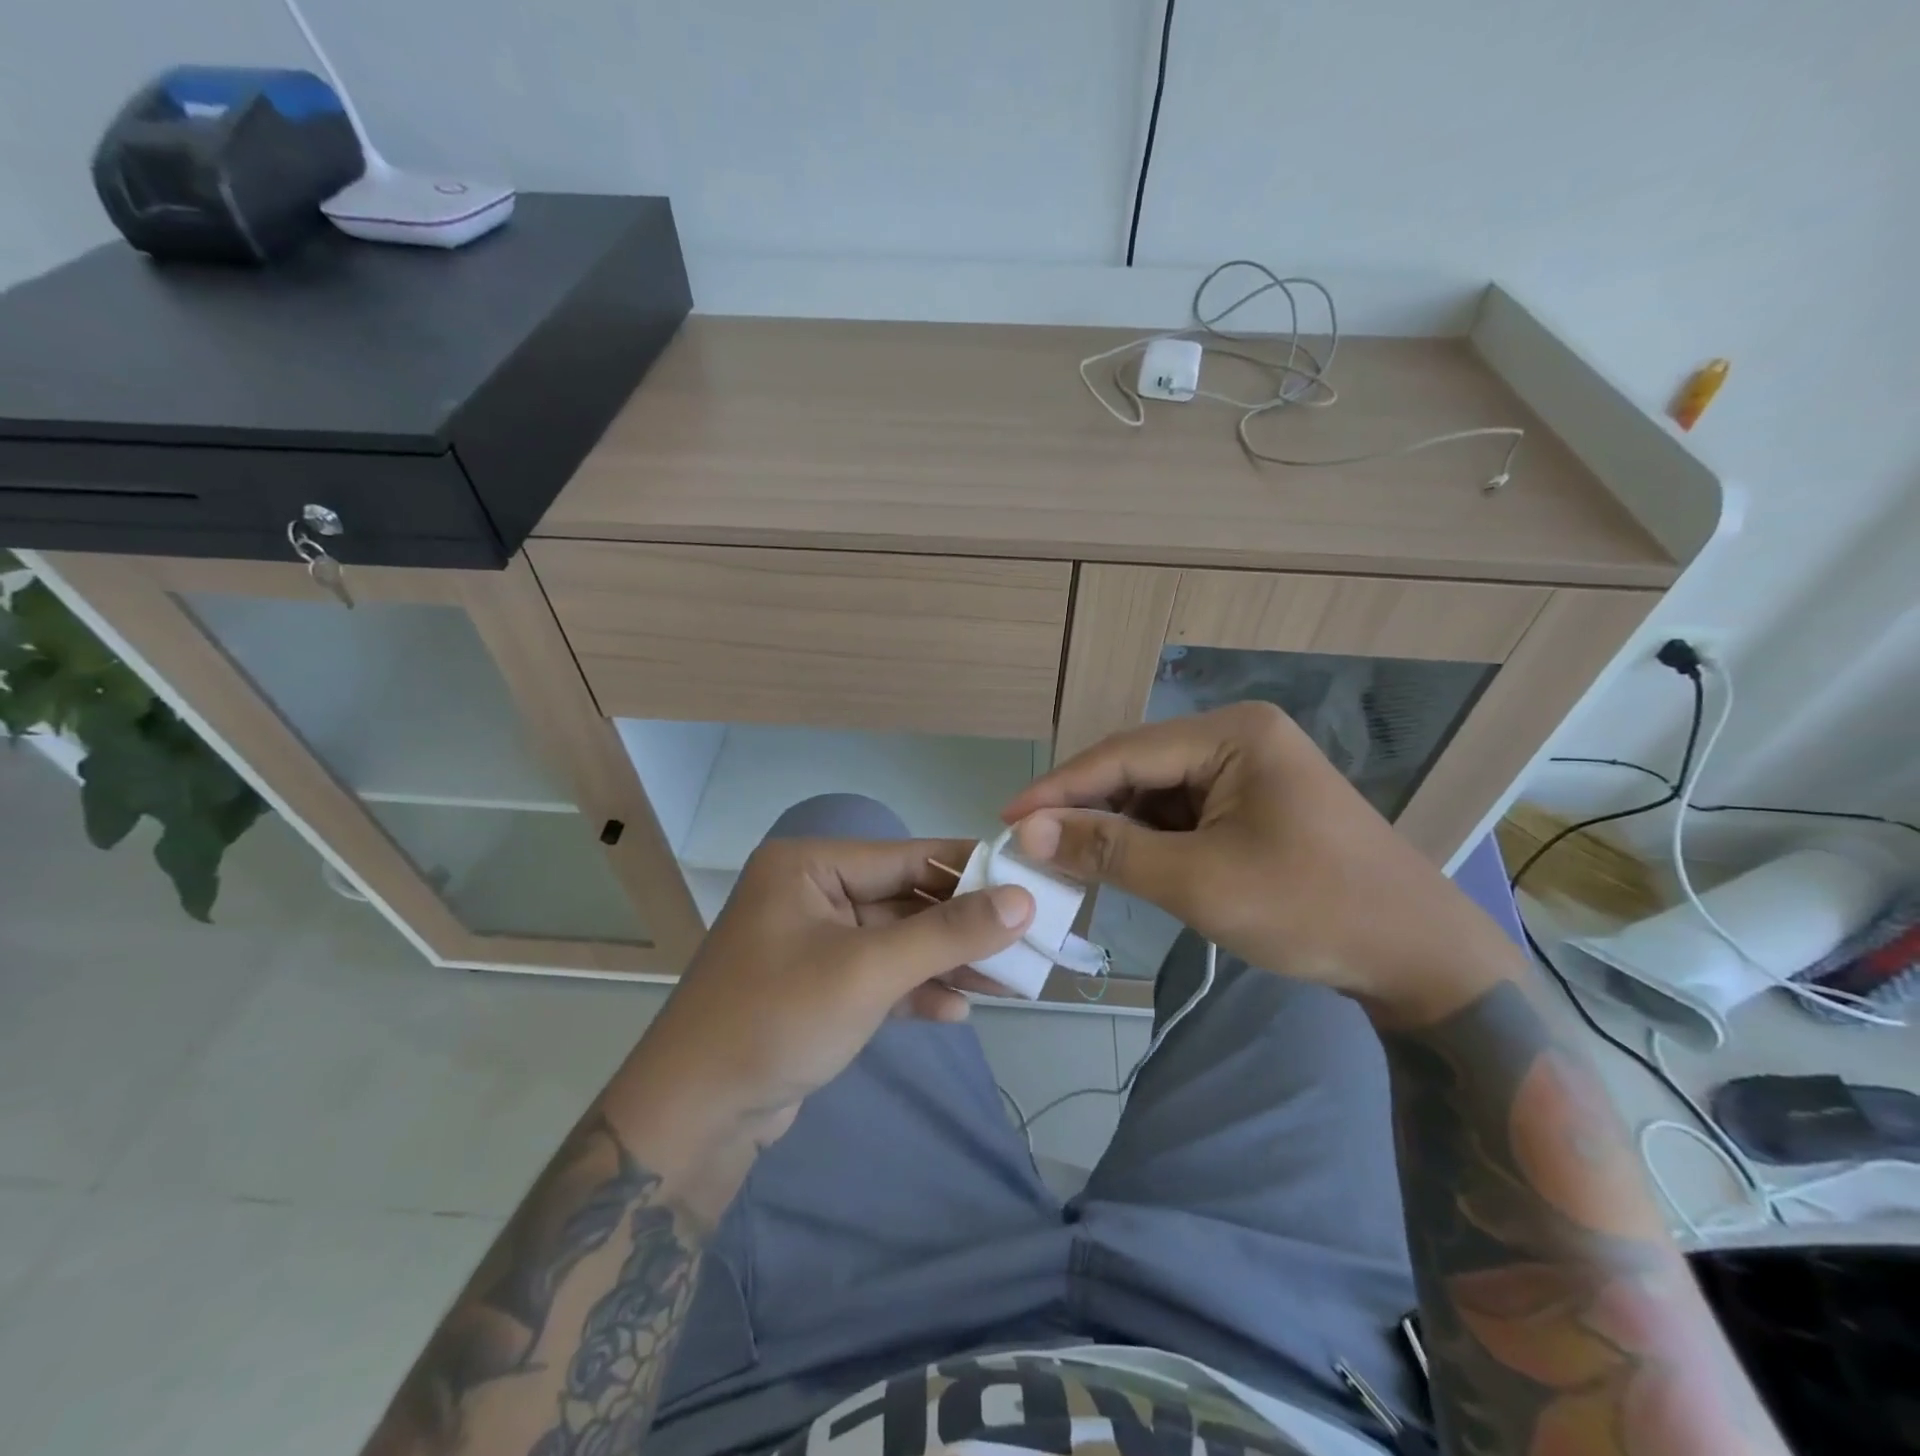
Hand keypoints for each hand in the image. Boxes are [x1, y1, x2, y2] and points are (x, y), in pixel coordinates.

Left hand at [614, 837, 1033, 1219]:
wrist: (694, 1119)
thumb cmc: (777, 1019)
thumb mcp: (869, 971)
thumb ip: (948, 933)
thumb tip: (1022, 900)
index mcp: (810, 866)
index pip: (907, 856)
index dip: (971, 870)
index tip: (1030, 882)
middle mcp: (811, 894)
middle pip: (905, 900)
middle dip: (963, 927)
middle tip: (1027, 943)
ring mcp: (813, 943)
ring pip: (897, 942)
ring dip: (946, 963)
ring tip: (1008, 983)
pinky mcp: (818, 988)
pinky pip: (879, 977)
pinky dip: (915, 992)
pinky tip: (954, 1013)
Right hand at [1002, 703, 1524, 1020]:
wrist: (1419, 958)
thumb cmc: (1310, 909)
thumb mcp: (1198, 881)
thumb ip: (1109, 850)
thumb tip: (1028, 830)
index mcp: (1233, 734)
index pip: (1124, 753)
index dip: (1060, 788)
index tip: (1007, 818)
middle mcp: (1238, 737)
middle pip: (1138, 769)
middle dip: (1086, 809)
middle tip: (1032, 844)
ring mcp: (1248, 770)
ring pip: (1156, 793)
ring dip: (1115, 828)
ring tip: (1069, 860)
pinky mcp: (1253, 803)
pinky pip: (1182, 813)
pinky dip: (1149, 840)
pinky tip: (1123, 864)